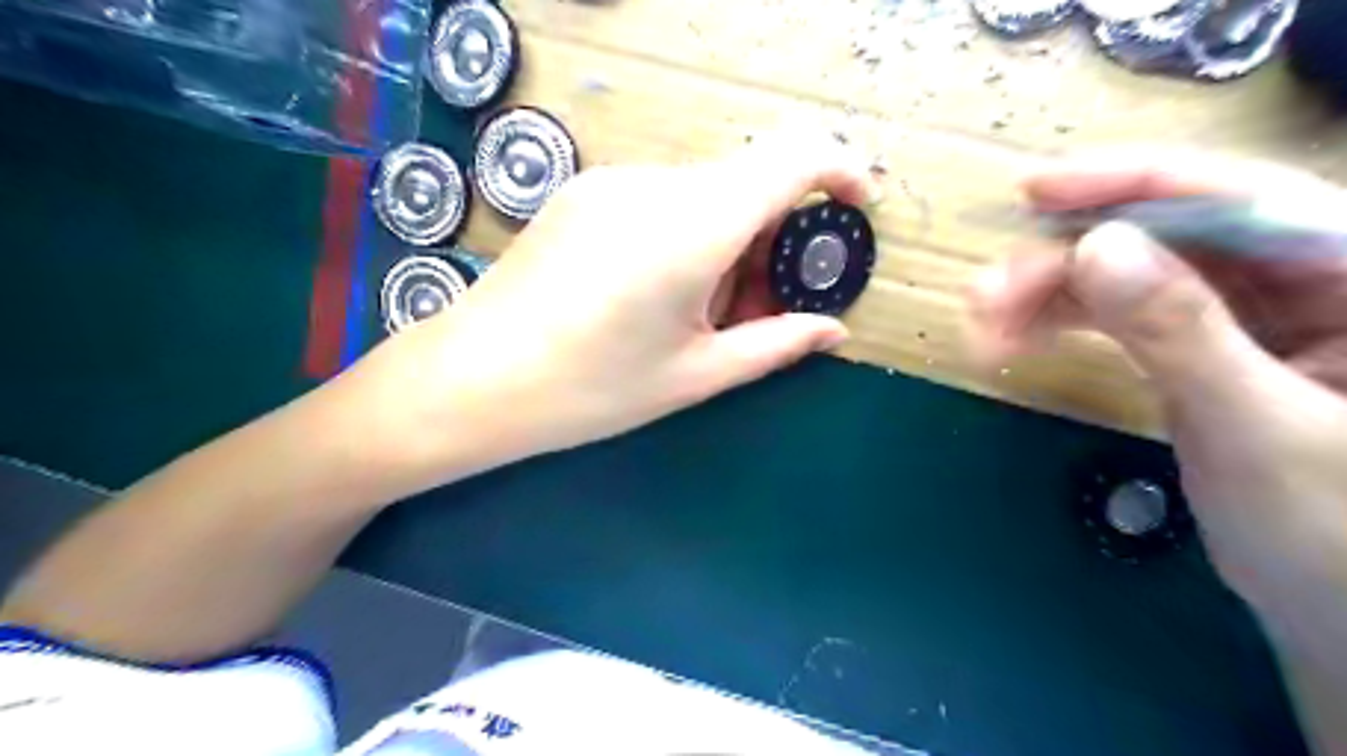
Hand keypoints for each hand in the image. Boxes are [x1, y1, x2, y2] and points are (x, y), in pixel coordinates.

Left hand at [358, 134, 880, 474]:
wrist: (473, 379)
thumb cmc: (591, 389)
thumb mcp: (695, 375)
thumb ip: (774, 344)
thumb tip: (833, 330)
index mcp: (693, 225)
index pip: (792, 157)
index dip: (840, 170)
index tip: (856, 208)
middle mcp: (656, 184)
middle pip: (748, 182)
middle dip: (776, 236)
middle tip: (764, 306)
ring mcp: (613, 181)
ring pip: (705, 193)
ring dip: (731, 240)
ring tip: (704, 312)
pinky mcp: (584, 192)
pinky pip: (663, 199)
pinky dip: (689, 235)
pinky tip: (659, 292)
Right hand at [975, 151, 1346, 615]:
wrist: (1333, 604)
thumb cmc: (1333, 531)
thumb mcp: (1255, 426)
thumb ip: (1179, 332)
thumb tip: (1096, 248)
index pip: (1242, 199)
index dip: (1133, 182)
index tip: (1036, 191)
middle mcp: (1302, 278)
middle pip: (1164, 236)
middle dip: (1062, 262)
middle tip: (984, 296)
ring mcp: (1241, 313)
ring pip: (1126, 275)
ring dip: (1045, 297)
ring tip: (982, 326)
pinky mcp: (1193, 346)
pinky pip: (1116, 316)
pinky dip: (1059, 325)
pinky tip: (1013, 341)